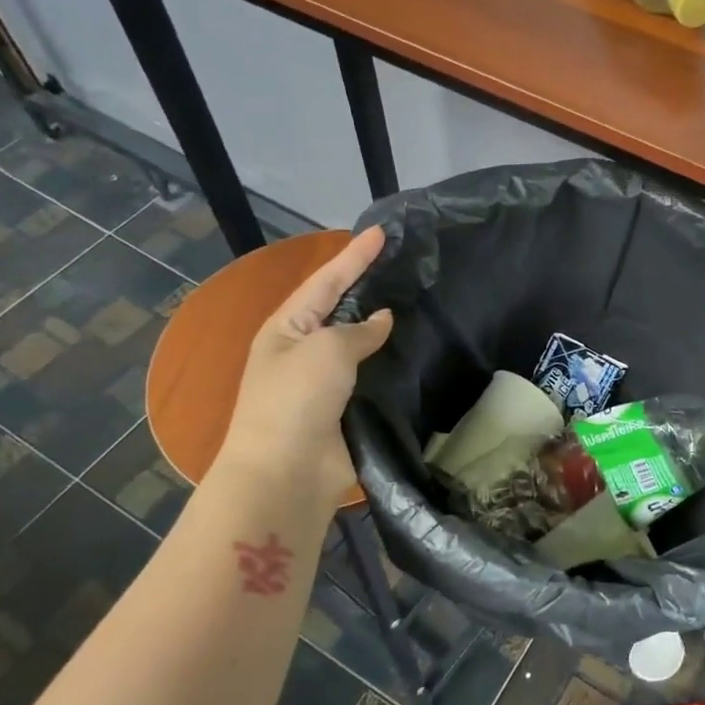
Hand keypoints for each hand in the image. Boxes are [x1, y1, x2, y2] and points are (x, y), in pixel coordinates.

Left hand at [214, 226, 393, 505]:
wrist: (287, 473)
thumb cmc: (296, 399)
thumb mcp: (326, 350)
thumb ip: (358, 330)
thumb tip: (382, 320)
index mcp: (286, 328)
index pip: (326, 281)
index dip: (354, 256)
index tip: (380, 231)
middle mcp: (303, 350)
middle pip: (341, 308)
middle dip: (368, 286)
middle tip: (403, 263)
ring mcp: (325, 382)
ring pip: (360, 343)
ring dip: (384, 326)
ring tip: (418, 300)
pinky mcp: (347, 409)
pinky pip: (373, 376)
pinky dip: (392, 362)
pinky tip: (417, 350)